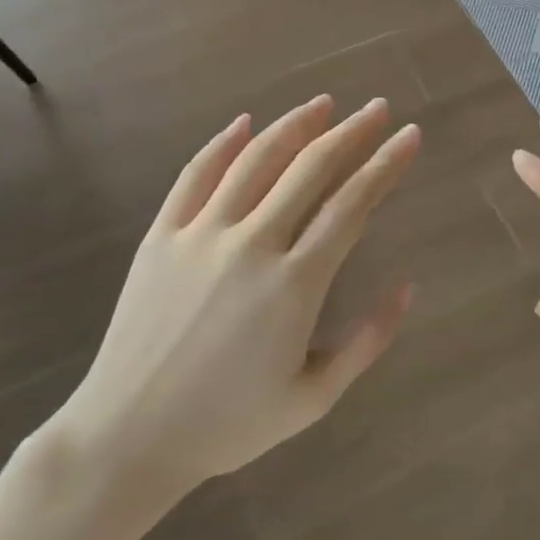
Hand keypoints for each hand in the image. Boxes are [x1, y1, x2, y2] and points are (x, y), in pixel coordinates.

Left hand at [58, 96, 420, 495]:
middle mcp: (251, 244)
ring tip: (323, 104)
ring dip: (293, 126)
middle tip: (376, 108)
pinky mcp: (161, 236)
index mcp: (294, 283)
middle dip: (351, 133)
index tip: (409, 135)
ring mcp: (201, 234)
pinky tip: (244, 123)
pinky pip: (195, 176)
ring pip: (255, 161)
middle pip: (310, 169)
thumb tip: (407, 287)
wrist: (130, 435)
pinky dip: (222, 144)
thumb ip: (367, 341)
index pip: (352, 205)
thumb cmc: (228, 424)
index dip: (385, 165)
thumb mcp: (313, 398)